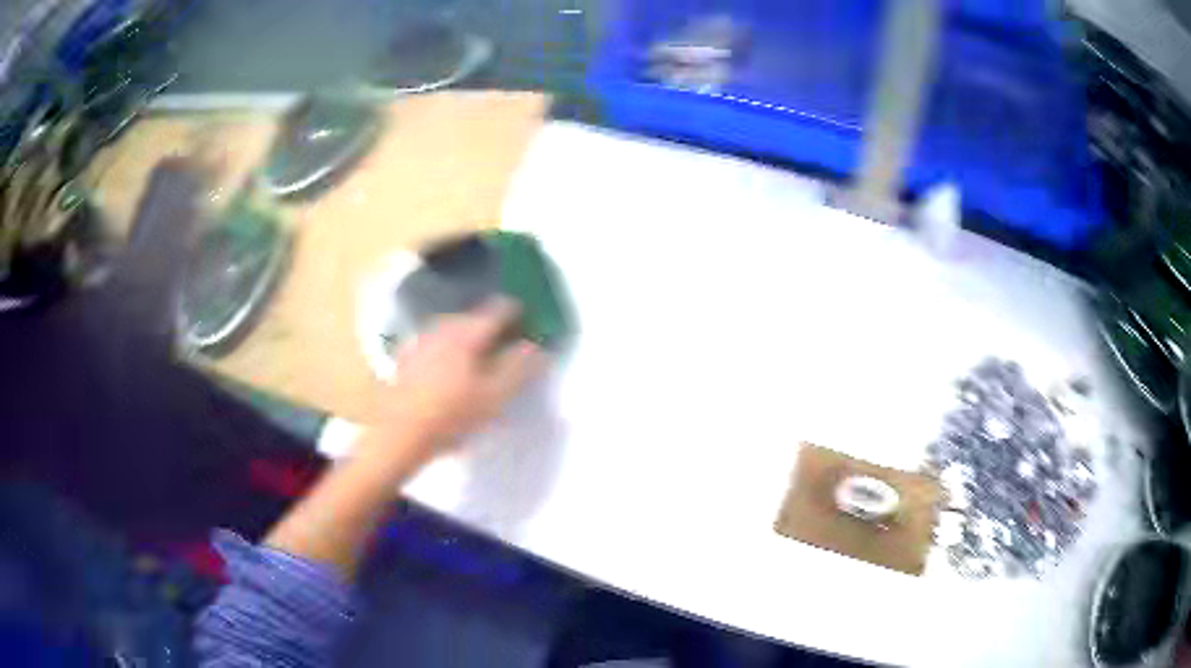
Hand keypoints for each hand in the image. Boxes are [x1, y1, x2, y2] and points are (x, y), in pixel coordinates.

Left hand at [373, 297, 546, 462]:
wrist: (398, 432)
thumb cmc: (451, 416)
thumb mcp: (494, 397)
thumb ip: (518, 369)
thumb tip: (537, 348)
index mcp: (468, 333)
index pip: (497, 311)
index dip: (514, 312)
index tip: (525, 318)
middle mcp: (443, 328)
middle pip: (471, 318)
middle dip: (488, 325)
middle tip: (502, 340)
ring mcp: (420, 341)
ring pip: (450, 329)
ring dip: (465, 336)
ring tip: (476, 354)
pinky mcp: (405, 358)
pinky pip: (433, 344)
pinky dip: (445, 349)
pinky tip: (446, 367)